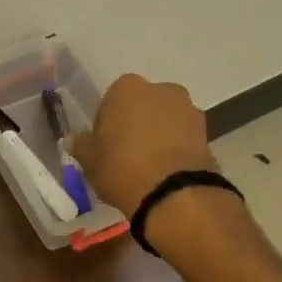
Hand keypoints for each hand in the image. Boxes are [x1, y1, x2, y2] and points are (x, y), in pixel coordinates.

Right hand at [67, 74, 215, 217]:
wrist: (173, 193)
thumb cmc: (121, 167)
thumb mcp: (89, 160)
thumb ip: (81, 145)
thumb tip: (74, 139)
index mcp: (127, 88)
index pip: (111, 101)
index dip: (107, 124)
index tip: (105, 146)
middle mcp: (161, 89)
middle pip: (142, 106)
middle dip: (136, 124)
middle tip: (126, 154)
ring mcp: (188, 108)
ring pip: (165, 120)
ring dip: (158, 135)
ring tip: (149, 166)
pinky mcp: (207, 131)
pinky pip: (183, 137)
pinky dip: (175, 148)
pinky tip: (166, 171)